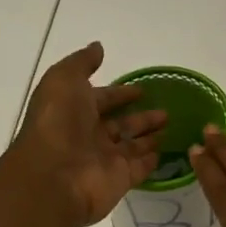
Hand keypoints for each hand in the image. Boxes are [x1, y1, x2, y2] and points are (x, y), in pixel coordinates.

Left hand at [12, 43, 167, 226]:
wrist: (53, 177)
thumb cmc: (58, 123)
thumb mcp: (64, 80)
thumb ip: (82, 63)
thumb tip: (98, 47)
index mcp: (74, 112)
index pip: (102, 100)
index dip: (120, 93)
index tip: (142, 89)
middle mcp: (89, 136)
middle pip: (120, 123)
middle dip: (140, 115)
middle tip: (166, 108)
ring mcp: (105, 160)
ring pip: (132, 144)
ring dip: (150, 134)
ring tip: (172, 123)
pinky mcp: (120, 179)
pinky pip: (140, 167)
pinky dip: (151, 159)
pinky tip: (166, 150)